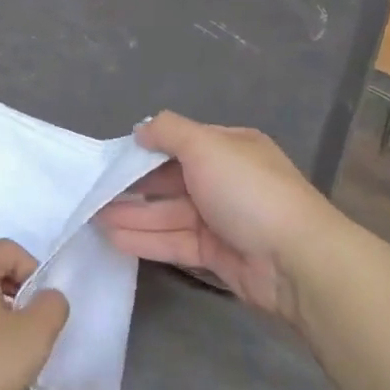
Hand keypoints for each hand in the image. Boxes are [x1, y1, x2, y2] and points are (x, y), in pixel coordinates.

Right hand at [96, 111, 335, 319]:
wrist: (297, 261)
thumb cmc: (249, 191)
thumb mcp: (207, 146)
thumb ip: (169, 131)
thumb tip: (141, 129)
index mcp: (230, 149)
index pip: (181, 144)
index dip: (146, 150)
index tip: (112, 159)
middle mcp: (226, 181)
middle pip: (171, 181)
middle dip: (133, 186)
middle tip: (94, 192)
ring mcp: (221, 220)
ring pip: (168, 214)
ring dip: (132, 214)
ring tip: (92, 218)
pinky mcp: (216, 254)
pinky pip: (173, 242)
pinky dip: (145, 239)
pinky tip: (112, 238)